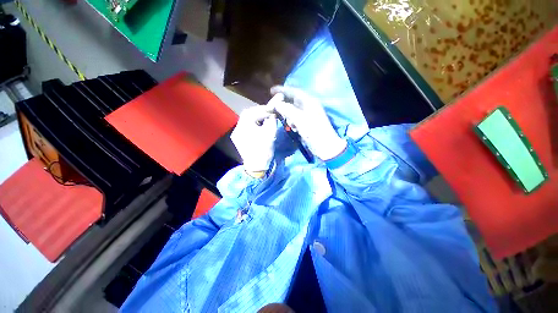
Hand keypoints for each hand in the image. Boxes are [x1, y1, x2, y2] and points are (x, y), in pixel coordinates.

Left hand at [231, 98, 279, 174]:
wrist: (256, 166)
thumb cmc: (264, 149)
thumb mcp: (270, 133)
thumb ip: (272, 120)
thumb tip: (272, 115)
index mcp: (244, 126)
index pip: (253, 112)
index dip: (264, 109)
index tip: (272, 110)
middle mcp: (237, 128)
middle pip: (247, 114)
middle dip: (259, 112)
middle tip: (268, 113)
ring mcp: (236, 134)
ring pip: (246, 121)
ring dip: (255, 118)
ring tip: (265, 119)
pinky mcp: (238, 139)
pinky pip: (245, 128)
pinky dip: (252, 125)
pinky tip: (259, 127)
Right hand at [270, 86, 345, 160]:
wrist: (325, 146)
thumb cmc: (313, 131)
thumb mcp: (300, 119)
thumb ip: (287, 110)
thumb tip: (277, 104)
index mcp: (309, 102)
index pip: (294, 92)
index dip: (282, 90)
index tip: (271, 90)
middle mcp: (308, 106)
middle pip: (292, 100)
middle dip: (283, 103)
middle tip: (272, 106)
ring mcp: (307, 115)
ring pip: (293, 110)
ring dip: (286, 114)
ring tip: (281, 118)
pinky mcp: (306, 124)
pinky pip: (295, 119)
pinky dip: (291, 121)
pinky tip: (291, 127)